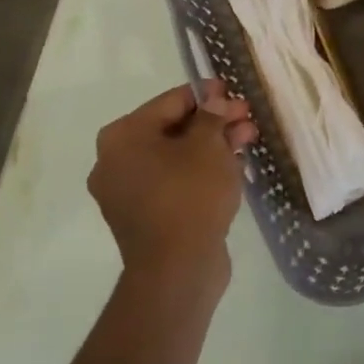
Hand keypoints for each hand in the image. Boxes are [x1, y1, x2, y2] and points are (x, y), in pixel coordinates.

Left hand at [89, 80, 256, 281]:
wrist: (177, 270)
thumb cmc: (190, 195)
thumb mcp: (208, 146)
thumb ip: (212, 117)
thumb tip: (214, 102)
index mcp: (122, 136)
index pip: (170, 101)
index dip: (207, 95)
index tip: (234, 93)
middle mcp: (116, 161)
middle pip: (173, 129)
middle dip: (214, 123)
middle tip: (247, 120)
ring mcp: (127, 192)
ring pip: (176, 156)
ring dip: (211, 146)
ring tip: (248, 141)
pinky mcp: (144, 216)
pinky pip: (174, 181)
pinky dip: (200, 172)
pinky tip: (233, 167)